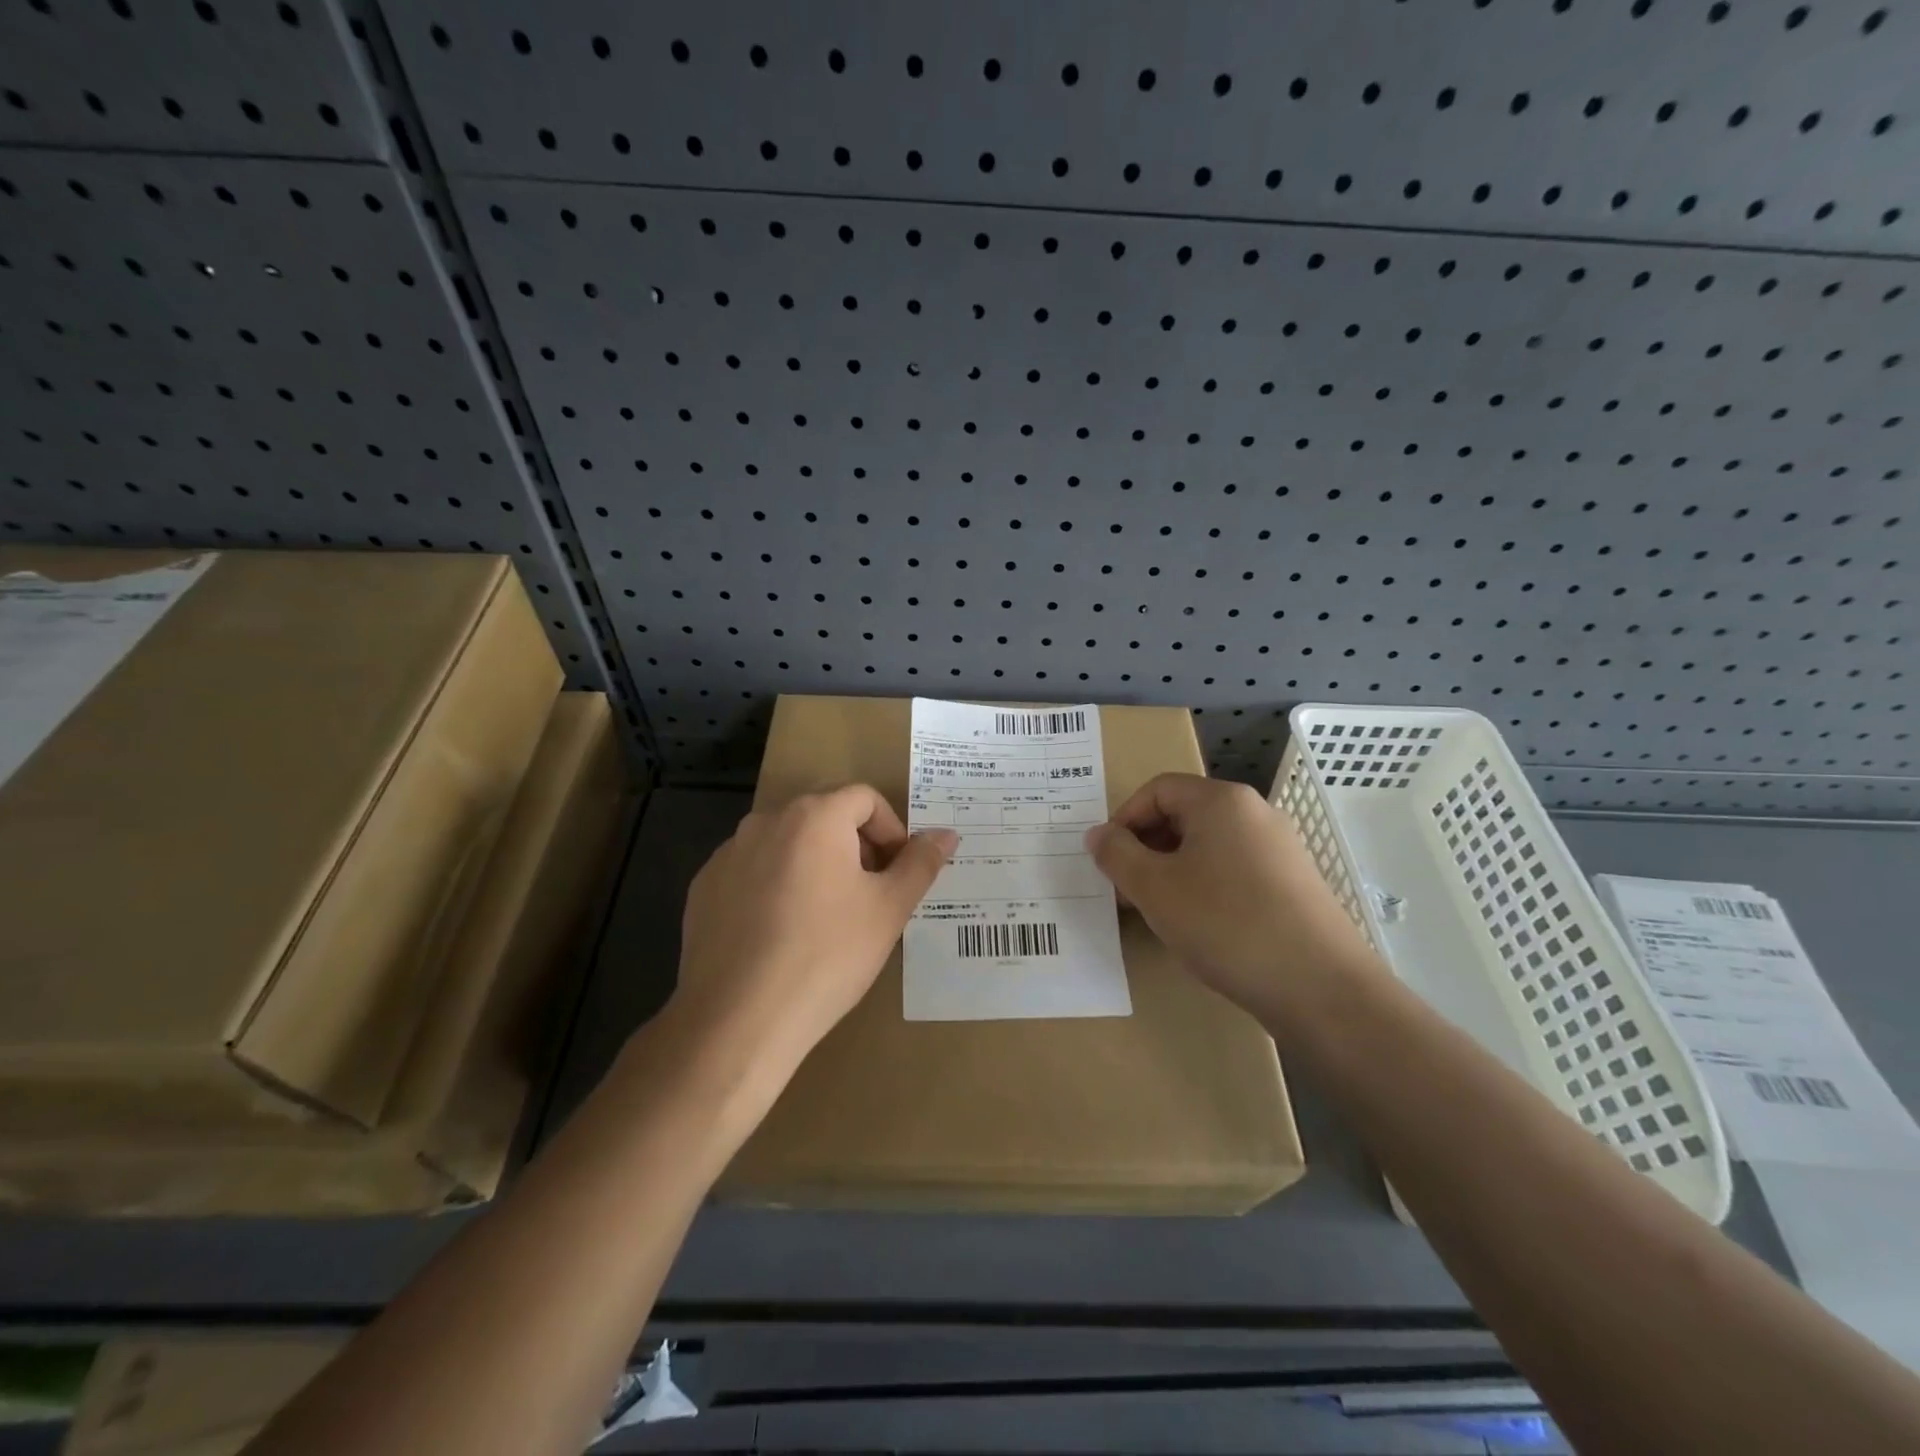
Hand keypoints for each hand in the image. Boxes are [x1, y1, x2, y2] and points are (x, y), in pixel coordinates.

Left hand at [672, 786, 957, 1074]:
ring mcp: (728, 854)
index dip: (891, 830)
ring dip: (814, 864)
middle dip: (855, 846)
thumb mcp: (888, 910)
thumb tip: (946, 834)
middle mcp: (766, 821)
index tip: (897, 873)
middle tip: (869, 894)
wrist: (738, 1020)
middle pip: (824, 815)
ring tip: (825, 917)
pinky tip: (781, 933)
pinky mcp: (703, 888)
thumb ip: (920, 863)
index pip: (865, 799)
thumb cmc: (826, 956)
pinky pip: (752, 871)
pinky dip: (774, 886)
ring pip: (786, 843)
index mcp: (814, 817)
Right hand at [1085, 774, 1382, 1024]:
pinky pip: (1234, 870)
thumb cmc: (1226, 925)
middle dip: (1145, 848)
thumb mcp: (1154, 889)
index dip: (1123, 820)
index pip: (1157, 790)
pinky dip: (1204, 886)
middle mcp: (1255, 813)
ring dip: (1171, 870)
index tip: (1107, 861)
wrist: (1321, 988)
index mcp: (1221, 801)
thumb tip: (1098, 834)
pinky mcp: (1293, 883)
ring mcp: (1280, 849)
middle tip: (1126, 889)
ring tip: (1157, 911)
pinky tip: (1199, 926)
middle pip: (1183, 815)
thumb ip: (1117, 855)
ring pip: (1208, 846)